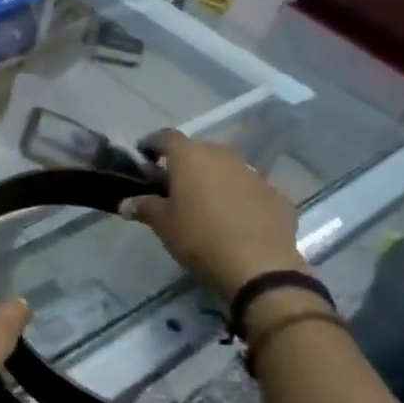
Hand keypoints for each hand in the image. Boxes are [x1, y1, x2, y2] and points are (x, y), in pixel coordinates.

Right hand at [126, 129, 308, 304]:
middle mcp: (223, 156)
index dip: (152, 145)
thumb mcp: (162, 224)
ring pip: (227, 167)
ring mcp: (254, 174)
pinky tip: (233, 219)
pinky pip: (249, 189)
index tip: (144, 159)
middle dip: (184, 162)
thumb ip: (143, 207)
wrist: (258, 265)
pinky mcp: (276, 194)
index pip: (166, 137)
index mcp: (191, 157)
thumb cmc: (199, 237)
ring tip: (204, 203)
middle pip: (199, 149)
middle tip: (172, 185)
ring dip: (213, 178)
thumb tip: (126, 203)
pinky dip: (238, 197)